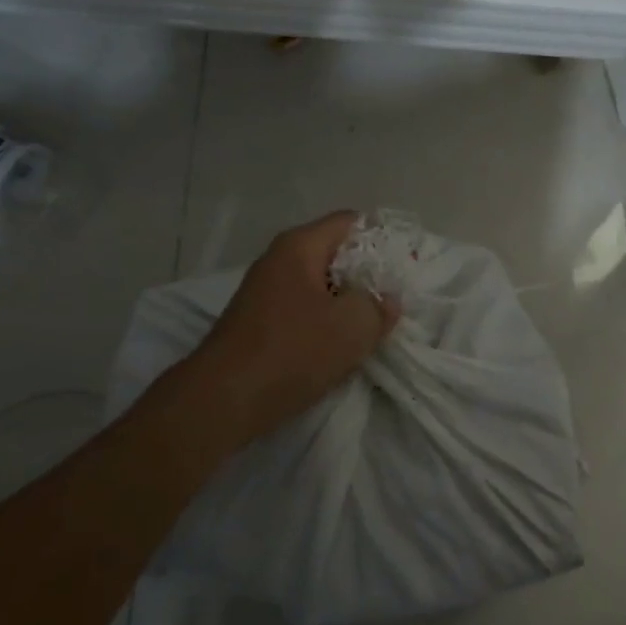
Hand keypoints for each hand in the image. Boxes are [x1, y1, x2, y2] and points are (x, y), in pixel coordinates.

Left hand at [184, 211, 399, 448]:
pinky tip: (337, 348)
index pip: (351, 222)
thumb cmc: (290, 352)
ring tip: (370, 328)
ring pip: (319, 286)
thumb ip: (378, 307)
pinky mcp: (258, 322)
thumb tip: (385, 300)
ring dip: (345, 304)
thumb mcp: (351, 328)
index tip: (404, 268)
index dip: (383, 239)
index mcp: (300, 246)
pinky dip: (323, 323)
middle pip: (334, 253)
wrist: (221, 402)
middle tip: (392, 302)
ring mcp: (265, 291)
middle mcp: (279, 260)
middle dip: (366, 276)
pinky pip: (302, 310)